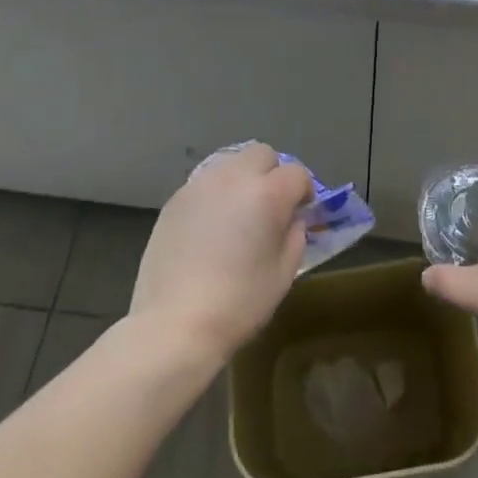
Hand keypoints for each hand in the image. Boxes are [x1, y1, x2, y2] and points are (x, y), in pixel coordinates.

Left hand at [128, 143, 314, 365]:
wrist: (174, 324)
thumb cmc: (239, 303)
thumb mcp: (284, 273)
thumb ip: (295, 235)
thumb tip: (291, 219)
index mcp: (268, 193)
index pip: (297, 173)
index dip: (304, 192)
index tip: (300, 212)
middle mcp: (235, 177)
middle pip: (262, 154)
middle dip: (272, 173)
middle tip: (269, 206)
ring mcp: (201, 185)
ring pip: (231, 163)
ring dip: (242, 180)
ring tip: (237, 214)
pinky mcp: (175, 199)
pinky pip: (205, 183)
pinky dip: (215, 195)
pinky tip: (210, 227)